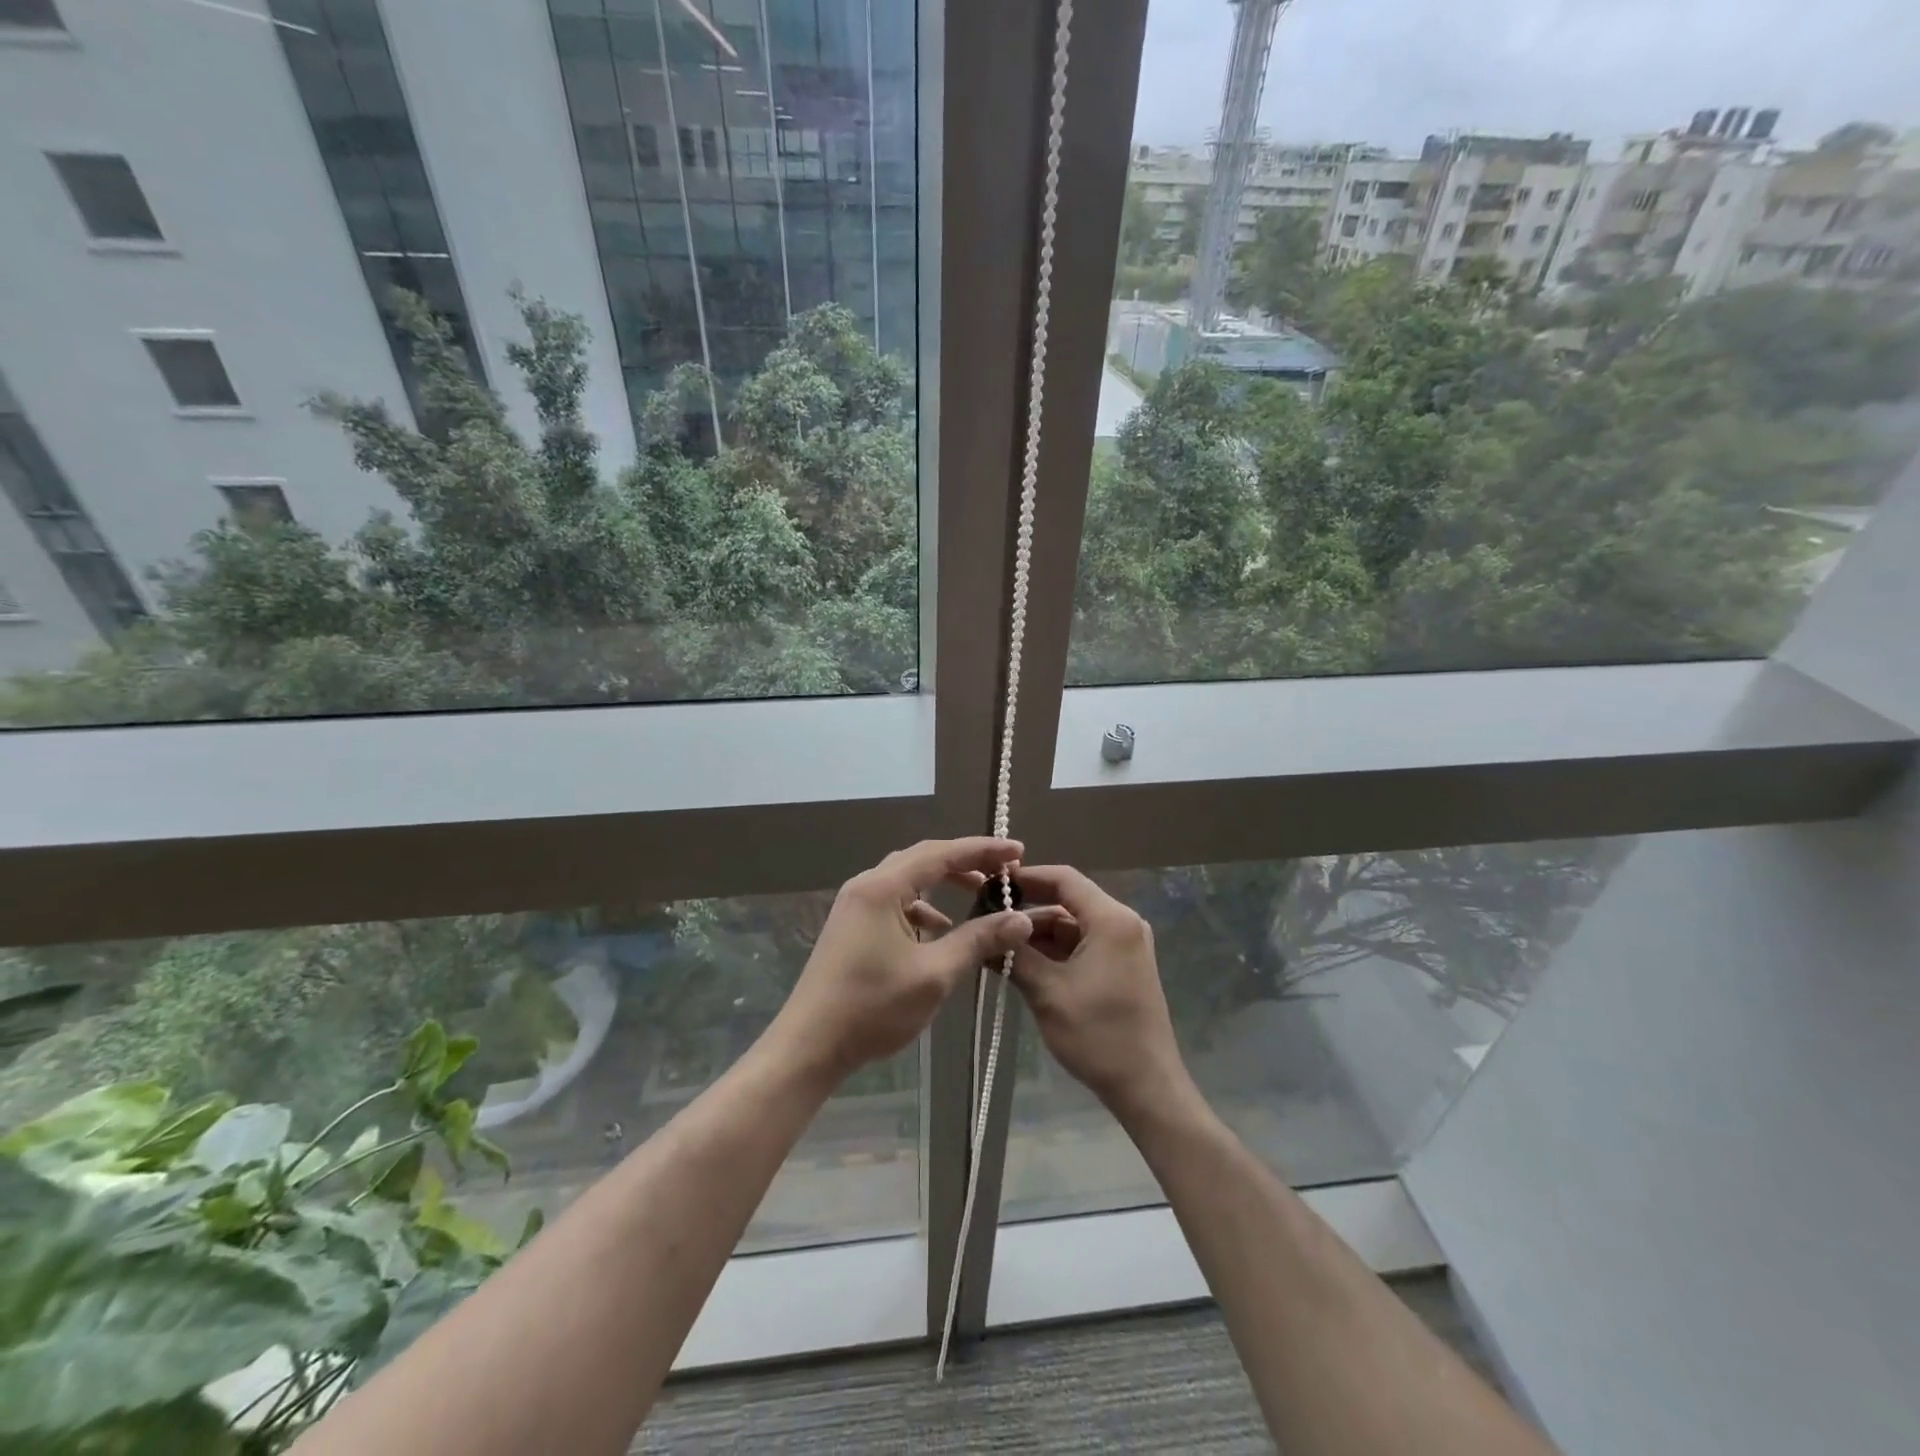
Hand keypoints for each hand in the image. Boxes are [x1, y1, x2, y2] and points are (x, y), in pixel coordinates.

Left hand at [771, 838, 1033, 1084]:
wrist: (810, 1046)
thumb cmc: (872, 1007)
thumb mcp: (934, 974)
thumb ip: (978, 941)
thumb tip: (1022, 919)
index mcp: (882, 887)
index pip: (941, 853)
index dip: (982, 850)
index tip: (1017, 851)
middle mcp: (866, 886)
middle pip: (923, 859)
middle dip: (965, 862)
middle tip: (1003, 871)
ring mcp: (856, 906)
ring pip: (908, 880)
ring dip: (944, 884)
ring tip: (979, 897)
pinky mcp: (853, 926)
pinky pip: (895, 903)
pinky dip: (923, 909)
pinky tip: (941, 933)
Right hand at [1009, 865, 1193, 1119]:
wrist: (1146, 1087)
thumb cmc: (1098, 1035)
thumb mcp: (1048, 992)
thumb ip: (1015, 954)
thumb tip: (985, 929)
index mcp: (1111, 920)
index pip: (1064, 879)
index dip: (1026, 877)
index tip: (991, 884)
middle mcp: (1121, 923)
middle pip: (1066, 903)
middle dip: (1026, 913)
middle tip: (986, 923)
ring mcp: (1123, 945)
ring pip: (1070, 926)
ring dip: (1036, 937)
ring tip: (996, 950)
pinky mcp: (1120, 966)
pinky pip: (1080, 945)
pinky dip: (1052, 953)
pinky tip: (1020, 965)